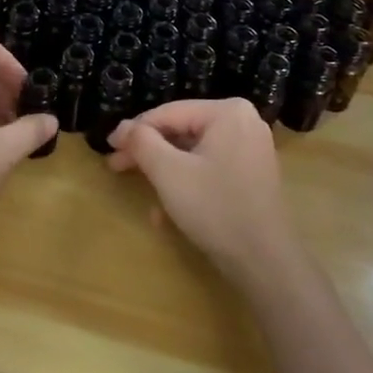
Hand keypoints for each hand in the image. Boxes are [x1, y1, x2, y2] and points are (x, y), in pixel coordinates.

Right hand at [106, 99, 295, 287]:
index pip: (168, 113)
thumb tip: (122, 127)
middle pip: (181, 131)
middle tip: (115, 166)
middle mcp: (243, 122)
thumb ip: (142, 142)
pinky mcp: (251, 173)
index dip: (133, 130)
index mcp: (227, 111)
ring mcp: (250, 148)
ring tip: (139, 190)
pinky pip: (209, 168)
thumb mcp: (169, 172)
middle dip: (148, 152)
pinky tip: (166, 212)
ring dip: (164, 172)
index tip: (108, 146)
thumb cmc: (215, 207)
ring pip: (193, 152)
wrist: (264, 260)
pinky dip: (187, 183)